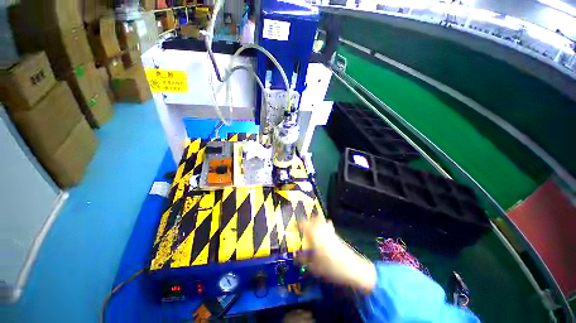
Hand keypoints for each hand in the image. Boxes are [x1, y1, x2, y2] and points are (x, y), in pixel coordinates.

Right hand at [296, 216, 376, 292]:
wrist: (351, 268)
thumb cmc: (330, 267)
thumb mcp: (313, 266)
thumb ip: (303, 259)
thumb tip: (295, 255)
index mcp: (314, 235)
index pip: (304, 225)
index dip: (298, 224)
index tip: (295, 226)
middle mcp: (321, 229)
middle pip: (314, 219)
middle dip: (308, 220)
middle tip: (303, 225)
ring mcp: (329, 231)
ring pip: (322, 220)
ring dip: (316, 221)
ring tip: (312, 225)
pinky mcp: (336, 235)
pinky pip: (328, 225)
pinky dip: (325, 224)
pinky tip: (324, 230)